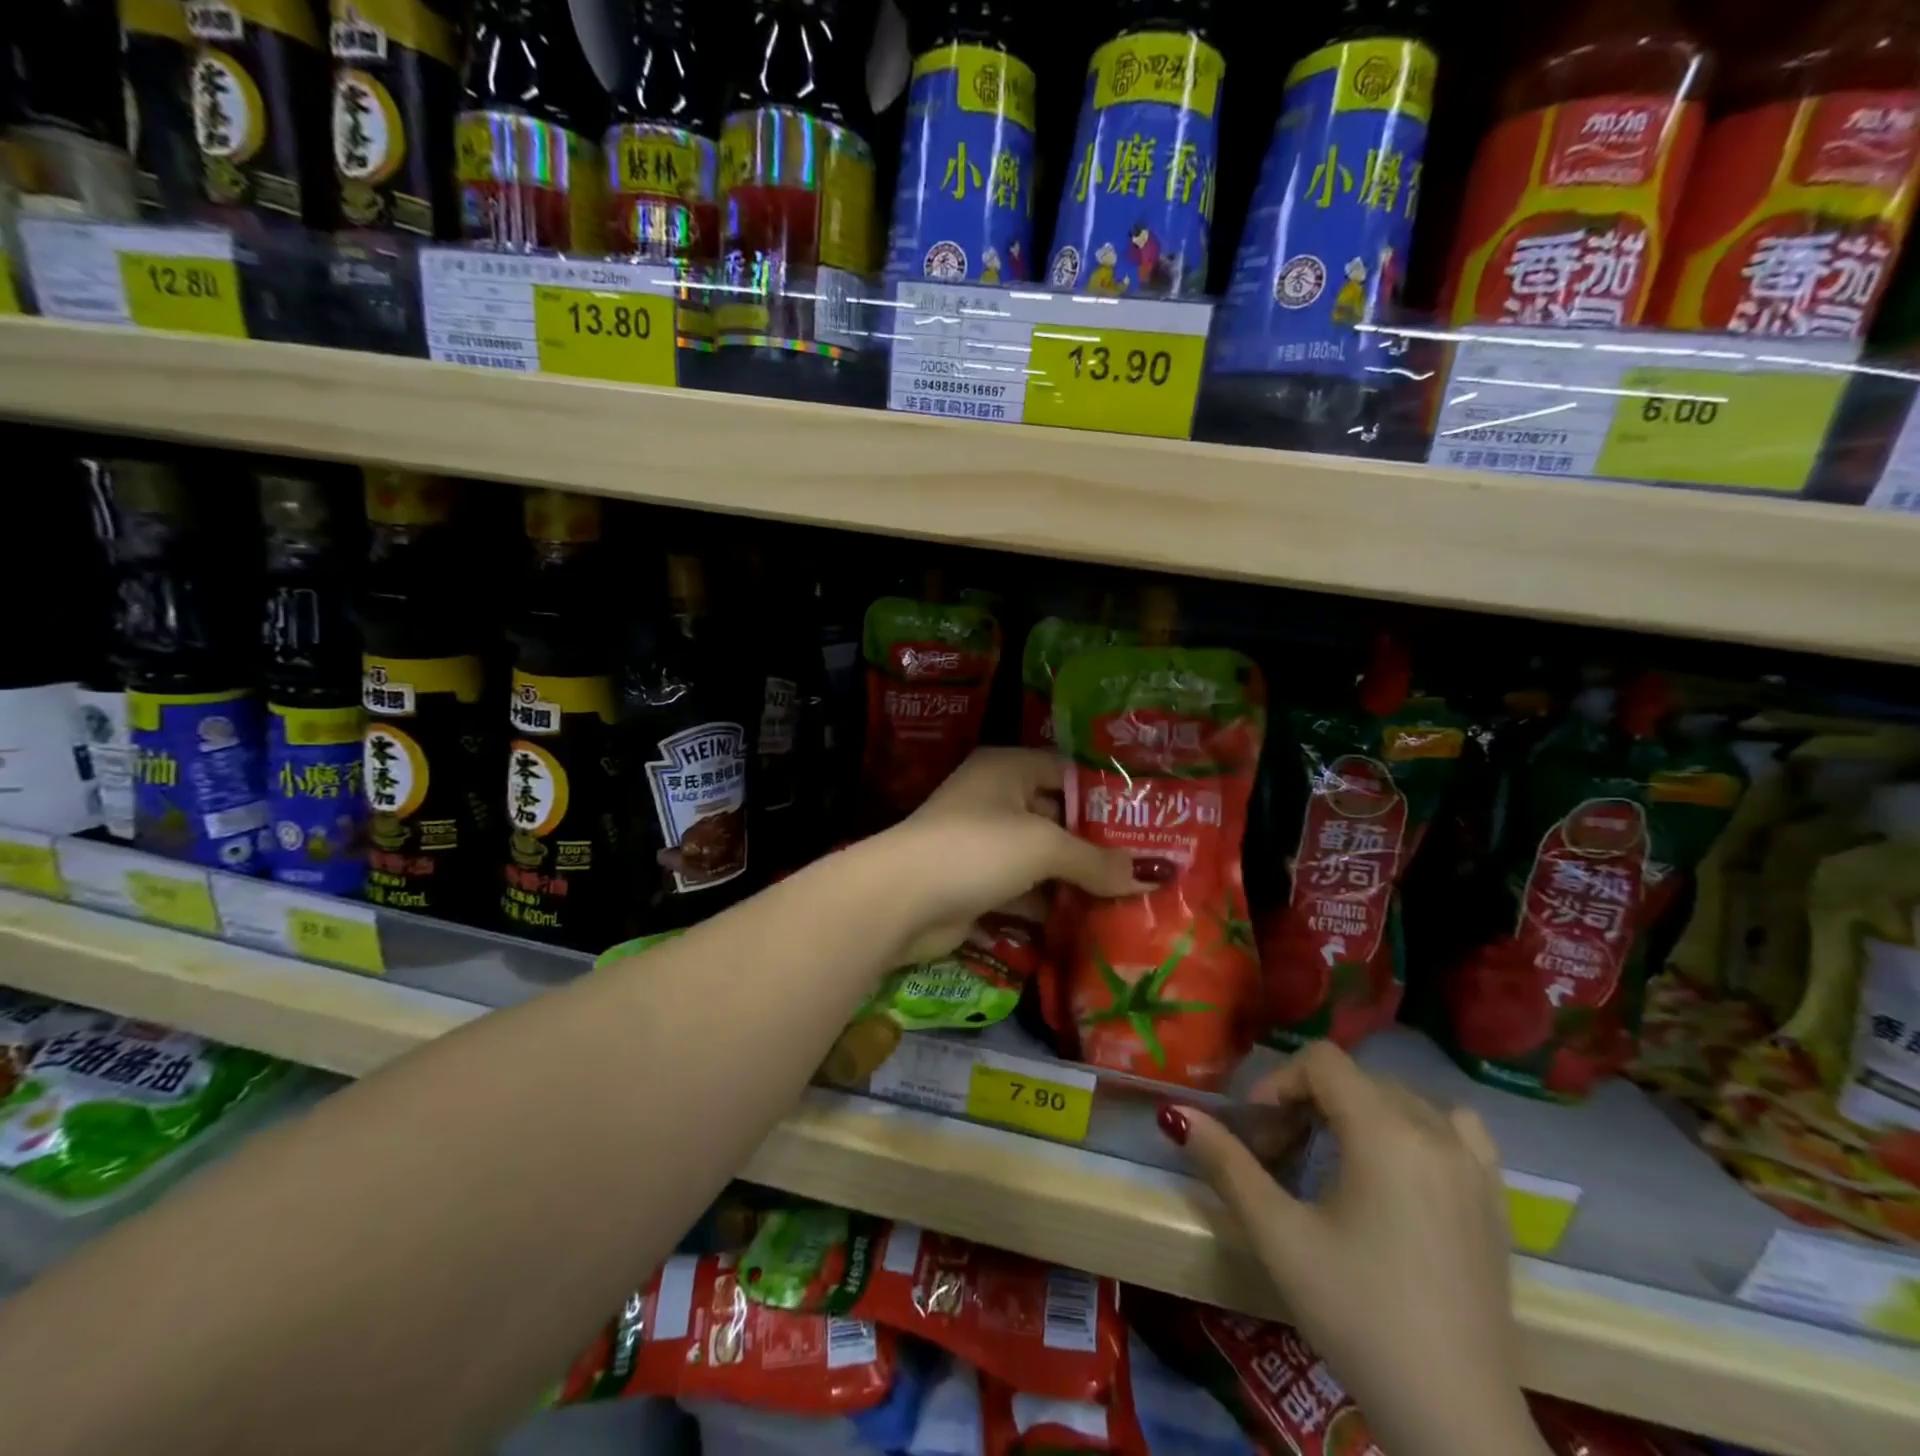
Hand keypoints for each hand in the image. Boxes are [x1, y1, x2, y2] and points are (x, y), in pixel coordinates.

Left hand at [870, 747, 1141, 963]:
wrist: (900, 900)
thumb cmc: (976, 849)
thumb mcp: (1043, 846)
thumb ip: (1098, 861)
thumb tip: (1156, 874)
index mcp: (1007, 768)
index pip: (1068, 772)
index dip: (1108, 795)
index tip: (1152, 818)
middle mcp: (995, 799)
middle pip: (1058, 818)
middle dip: (1099, 844)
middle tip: (1150, 864)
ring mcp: (983, 844)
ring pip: (1042, 859)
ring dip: (1078, 880)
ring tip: (1133, 897)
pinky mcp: (976, 885)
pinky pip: (1025, 891)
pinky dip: (1051, 906)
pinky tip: (1090, 923)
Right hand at [1170, 1043, 1546, 1455]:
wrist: (1454, 1417)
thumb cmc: (1358, 1315)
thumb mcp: (1279, 1236)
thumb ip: (1226, 1164)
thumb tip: (1175, 1113)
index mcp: (1386, 1132)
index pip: (1321, 1062)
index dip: (1279, 1083)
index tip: (1258, 1131)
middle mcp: (1436, 1132)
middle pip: (1356, 1079)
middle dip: (1309, 1102)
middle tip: (1282, 1154)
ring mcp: (1474, 1165)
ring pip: (1400, 1099)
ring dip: (1358, 1111)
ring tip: (1335, 1158)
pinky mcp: (1496, 1199)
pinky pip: (1455, 1128)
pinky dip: (1418, 1127)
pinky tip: (1401, 1166)